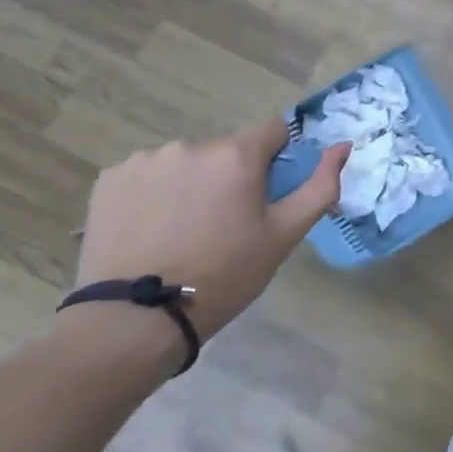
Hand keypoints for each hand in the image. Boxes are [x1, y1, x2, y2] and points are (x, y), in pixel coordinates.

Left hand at [73, 120, 349, 342]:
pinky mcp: (110, 179)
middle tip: (223, 225)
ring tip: (181, 232)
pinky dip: (153, 194)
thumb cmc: (222, 277)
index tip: (266, 194)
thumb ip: (319, 186)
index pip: (273, 130)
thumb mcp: (283, 237)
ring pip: (186, 162)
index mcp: (236, 155)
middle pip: (226, 150)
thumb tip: (343, 146)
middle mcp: (191, 145)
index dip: (276, 159)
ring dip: (191, 184)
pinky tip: (149, 230)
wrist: (134, 321)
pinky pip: (146, 175)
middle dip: (230, 176)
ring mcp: (146, 160)